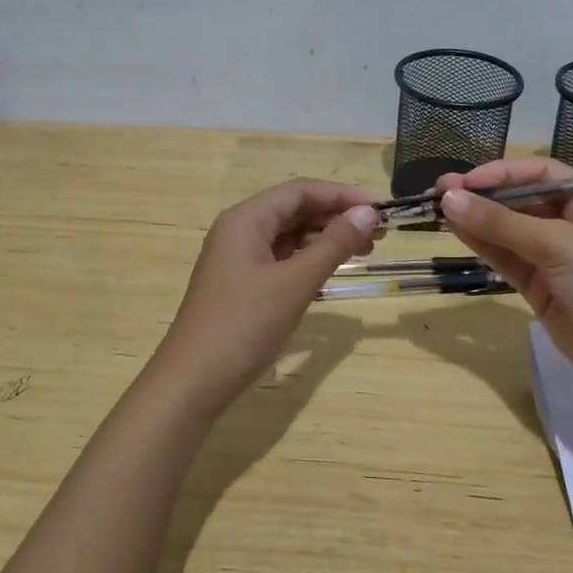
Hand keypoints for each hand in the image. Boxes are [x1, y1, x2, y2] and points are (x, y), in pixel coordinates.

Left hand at [151, 179, 378, 406]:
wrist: (193, 381)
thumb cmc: (244, 325)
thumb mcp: (294, 283)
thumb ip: (333, 245)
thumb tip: (367, 213)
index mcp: (245, 219)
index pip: (300, 191)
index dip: (341, 196)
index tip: (379, 209)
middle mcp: (239, 230)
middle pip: (294, 210)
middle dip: (336, 217)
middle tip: (378, 234)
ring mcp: (238, 258)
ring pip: (288, 235)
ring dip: (325, 238)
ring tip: (364, 251)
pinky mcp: (241, 284)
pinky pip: (280, 258)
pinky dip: (309, 259)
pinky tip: (331, 269)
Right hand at [435, 159, 572, 402]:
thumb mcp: (557, 245)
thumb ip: (501, 223)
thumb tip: (449, 198)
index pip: (539, 173)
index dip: (501, 173)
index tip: (464, 182)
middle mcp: (572, 223)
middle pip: (520, 200)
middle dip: (482, 196)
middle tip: (440, 193)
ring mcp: (555, 257)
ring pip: (508, 230)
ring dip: (476, 219)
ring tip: (437, 210)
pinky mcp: (540, 286)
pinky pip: (507, 257)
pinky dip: (482, 245)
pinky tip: (456, 231)